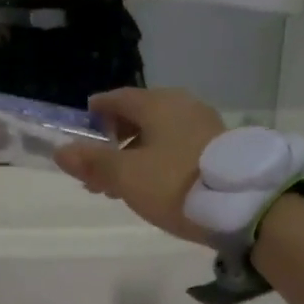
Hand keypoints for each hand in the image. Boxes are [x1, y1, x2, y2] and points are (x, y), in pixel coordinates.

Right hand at [54, 88, 225, 243]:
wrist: (242, 205)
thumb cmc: (174, 183)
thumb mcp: (126, 176)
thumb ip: (93, 162)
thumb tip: (61, 151)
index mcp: (158, 103)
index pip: (118, 98)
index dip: (97, 112)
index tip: (83, 126)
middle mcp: (182, 106)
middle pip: (138, 117)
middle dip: (113, 141)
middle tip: (95, 169)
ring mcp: (204, 125)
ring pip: (158, 134)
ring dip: (134, 155)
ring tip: (118, 186)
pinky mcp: (218, 148)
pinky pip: (177, 146)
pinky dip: (157, 160)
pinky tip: (151, 185)